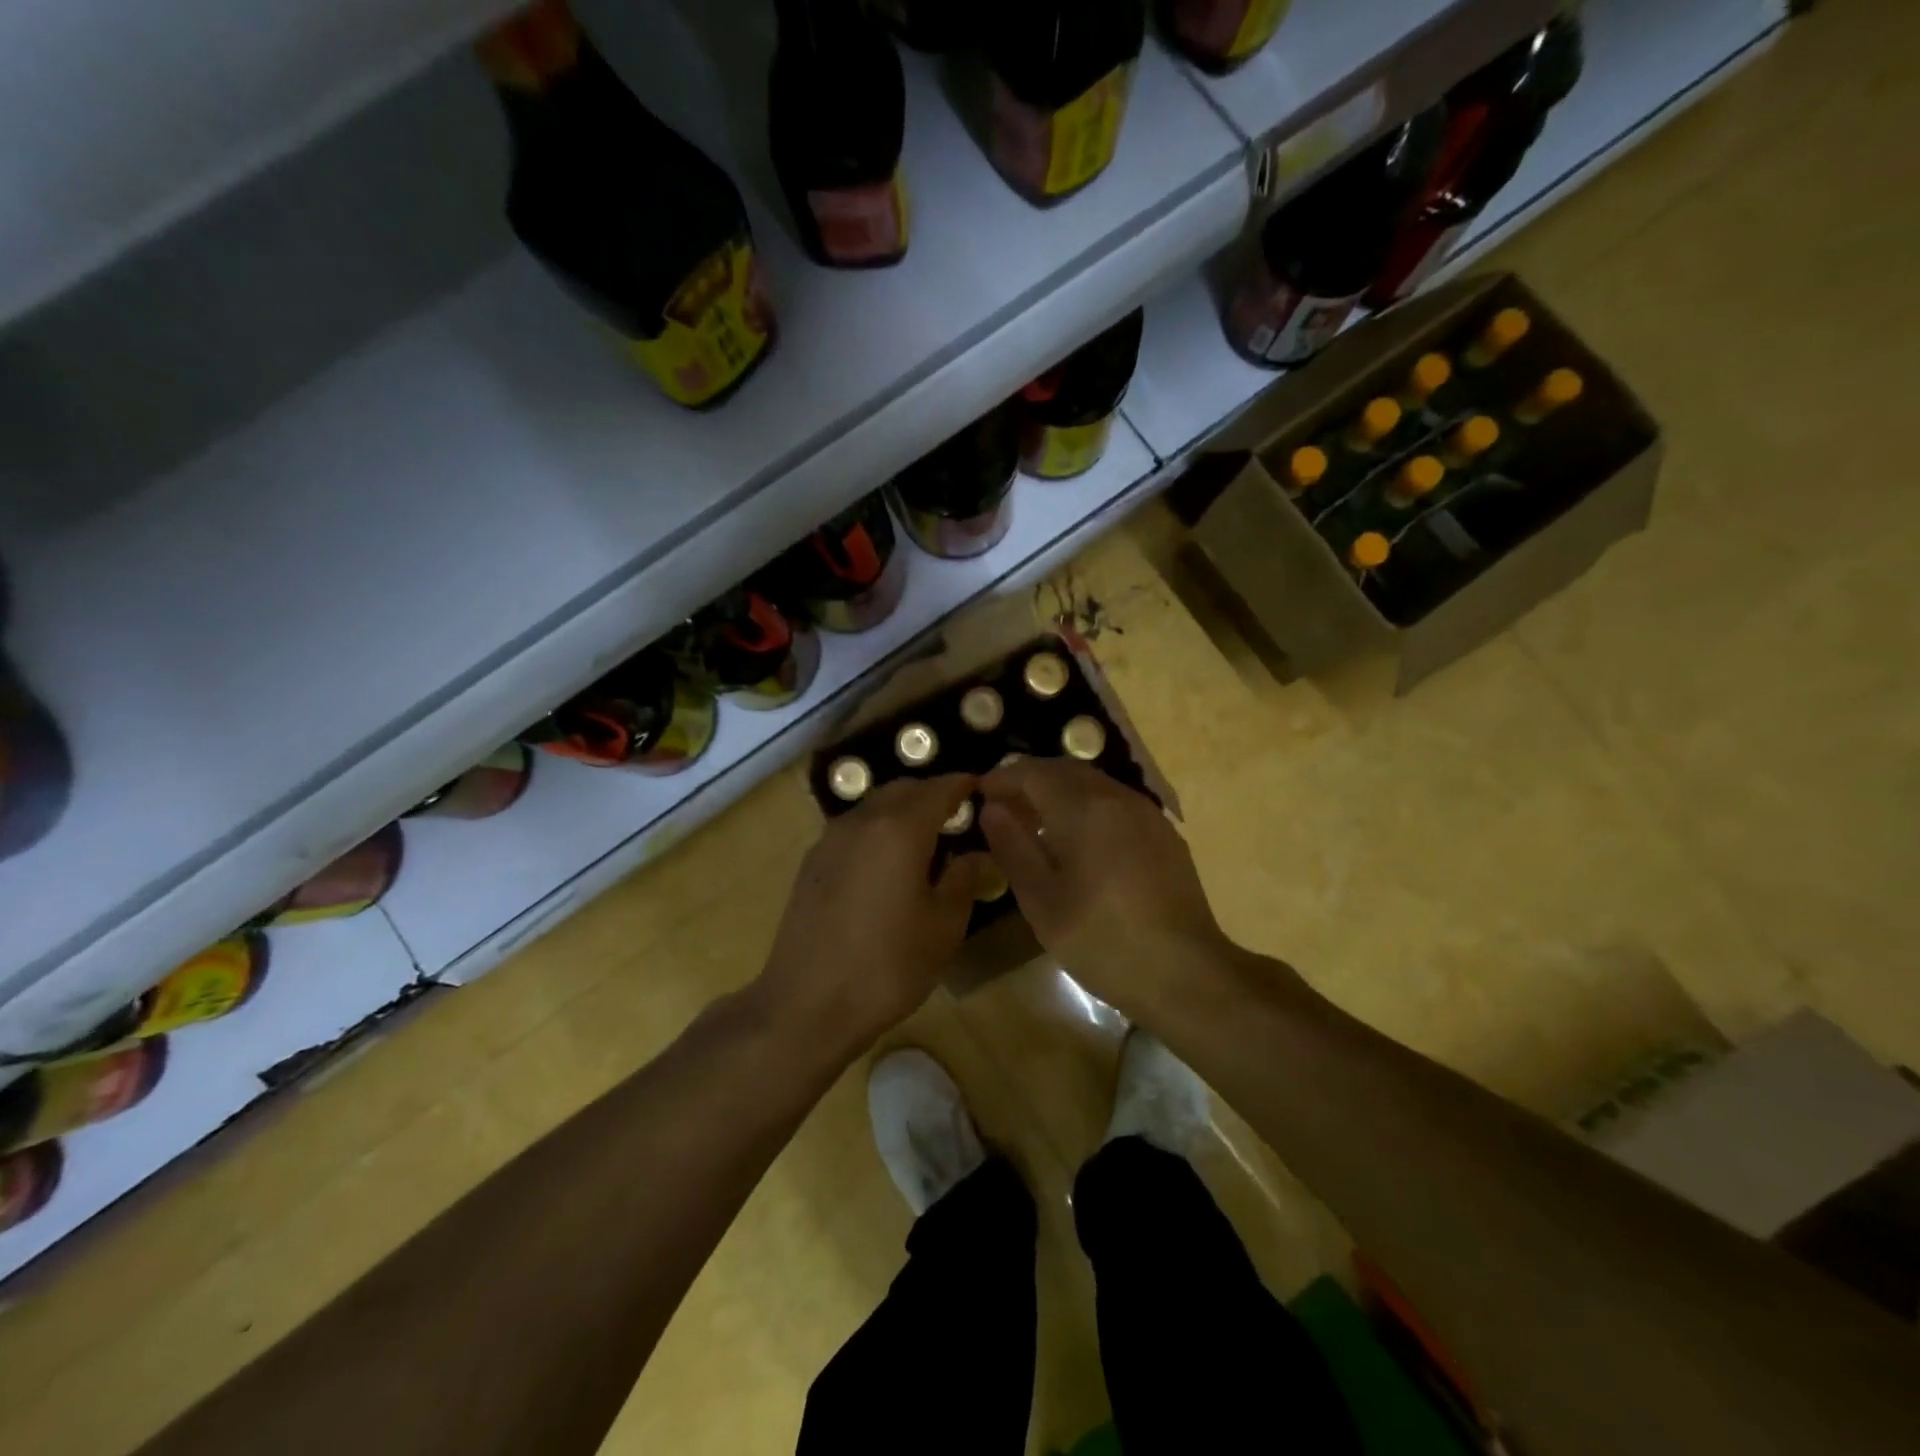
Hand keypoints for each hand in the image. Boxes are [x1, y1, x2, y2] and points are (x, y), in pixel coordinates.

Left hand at [757, 774, 991, 1056]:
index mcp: (900, 829)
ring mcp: (831, 838)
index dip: (964, 785)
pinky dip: (879, 829)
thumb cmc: (887, 966)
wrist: (807, 1004)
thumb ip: (964, 880)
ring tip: (926, 841)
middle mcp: (862, 820)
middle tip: (958, 817)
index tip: (983, 790)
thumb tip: (976, 854)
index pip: (939, 788)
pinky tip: (888, 863)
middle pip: (904, 789)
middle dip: (933, 794)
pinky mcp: (812, 861)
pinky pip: (855, 828)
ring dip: (903, 810)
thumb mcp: (943, 927)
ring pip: (875, 806)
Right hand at [977, 758, 1236, 1017]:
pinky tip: (1078, 841)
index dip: (1003, 778)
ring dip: (1059, 791)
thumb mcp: (1042, 901)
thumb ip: (1013, 847)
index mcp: (1084, 809)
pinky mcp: (1164, 834)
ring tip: (1036, 823)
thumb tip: (992, 808)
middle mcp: (1118, 798)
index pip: (1034, 772)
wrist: (1187, 972)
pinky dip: (1087, 806)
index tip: (980, 794)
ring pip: (1093, 784)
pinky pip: (1116, 803)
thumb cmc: (1103, 940)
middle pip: (1065, 770)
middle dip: (1030, 780)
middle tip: (1004, 806)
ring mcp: (1146, 814)